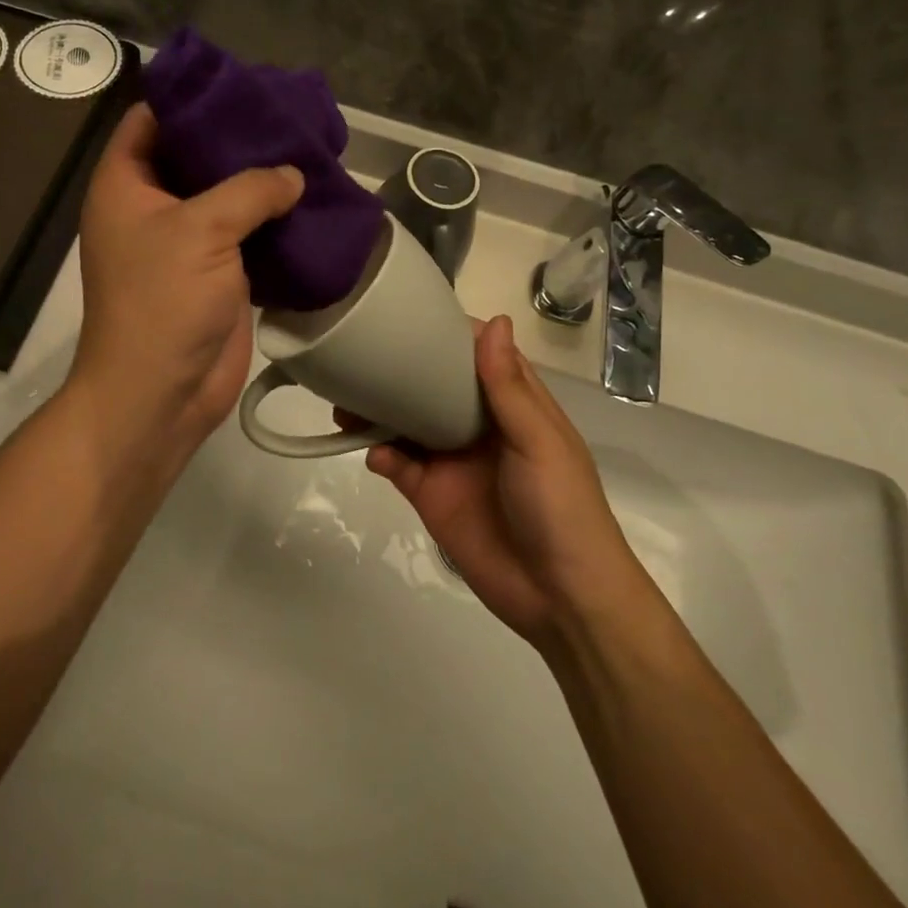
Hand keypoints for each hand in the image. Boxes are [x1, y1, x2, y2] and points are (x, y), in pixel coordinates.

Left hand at [69, 104, 303, 456]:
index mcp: (126, 183)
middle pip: (195, 155)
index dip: (191, 98)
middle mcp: (153, 206)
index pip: (152, 119)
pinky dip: (275, 219)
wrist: (161, 394)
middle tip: (288, 115)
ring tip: (309, 150)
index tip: (241, 83)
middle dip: (238, 137)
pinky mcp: (218, 272)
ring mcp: (186, 241)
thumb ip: (250, 190)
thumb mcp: (201, 230)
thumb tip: (293, 174)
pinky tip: (312, 201)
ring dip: (262, 180)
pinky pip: (248, 233)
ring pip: (227, 195)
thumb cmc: (162, 302)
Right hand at [365, 316, 640, 651]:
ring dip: (378, 409)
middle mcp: (477, 425)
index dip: (448, 332)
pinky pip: (397, 465)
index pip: (477, 355)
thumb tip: (493, 319)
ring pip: (406, 421)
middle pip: (432, 385)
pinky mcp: (430, 495)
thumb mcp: (539, 441)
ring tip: (346, 400)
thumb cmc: (561, 507)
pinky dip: (380, 454)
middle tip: (360, 353)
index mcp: (511, 404)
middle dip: (400, 369)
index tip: (410, 309)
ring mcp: (451, 460)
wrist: (561, 599)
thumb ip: (507, 386)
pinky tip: (372, 451)